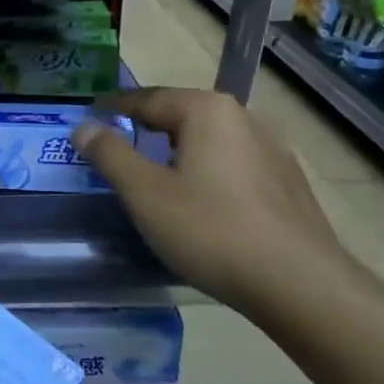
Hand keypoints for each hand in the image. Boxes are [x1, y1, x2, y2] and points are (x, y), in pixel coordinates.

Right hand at [71, 87, 354, 320]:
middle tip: (119, 144)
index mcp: (207, 110)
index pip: (148, 98)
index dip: (114, 107)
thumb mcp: (145, 193)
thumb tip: (84, 126)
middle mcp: (244, 118)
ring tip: (158, 174)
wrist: (300, 284)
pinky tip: (203, 202)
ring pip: (211, 141)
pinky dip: (209, 172)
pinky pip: (235, 165)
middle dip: (149, 127)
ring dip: (181, 150)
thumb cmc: (211, 230)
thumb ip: (110, 154)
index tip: (90, 116)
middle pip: (183, 115)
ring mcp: (274, 150)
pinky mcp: (289, 184)